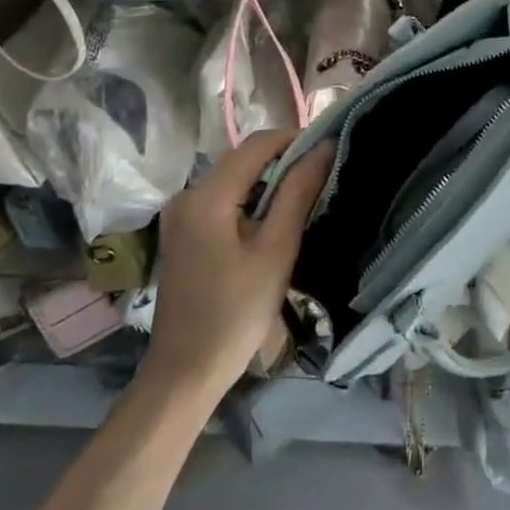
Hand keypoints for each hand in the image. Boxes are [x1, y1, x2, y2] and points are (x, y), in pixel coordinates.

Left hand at [141, 128, 333, 401]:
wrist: (186, 371)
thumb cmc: (237, 311)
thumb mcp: (277, 249)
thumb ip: (298, 192)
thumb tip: (323, 147)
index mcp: (207, 195)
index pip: (257, 143)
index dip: (295, 138)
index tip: (329, 148)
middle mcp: (187, 195)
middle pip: (242, 158)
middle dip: (284, 158)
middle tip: (323, 173)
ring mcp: (180, 215)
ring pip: (233, 178)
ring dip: (269, 179)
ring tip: (305, 194)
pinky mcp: (182, 234)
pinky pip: (221, 199)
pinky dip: (250, 198)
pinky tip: (273, 219)